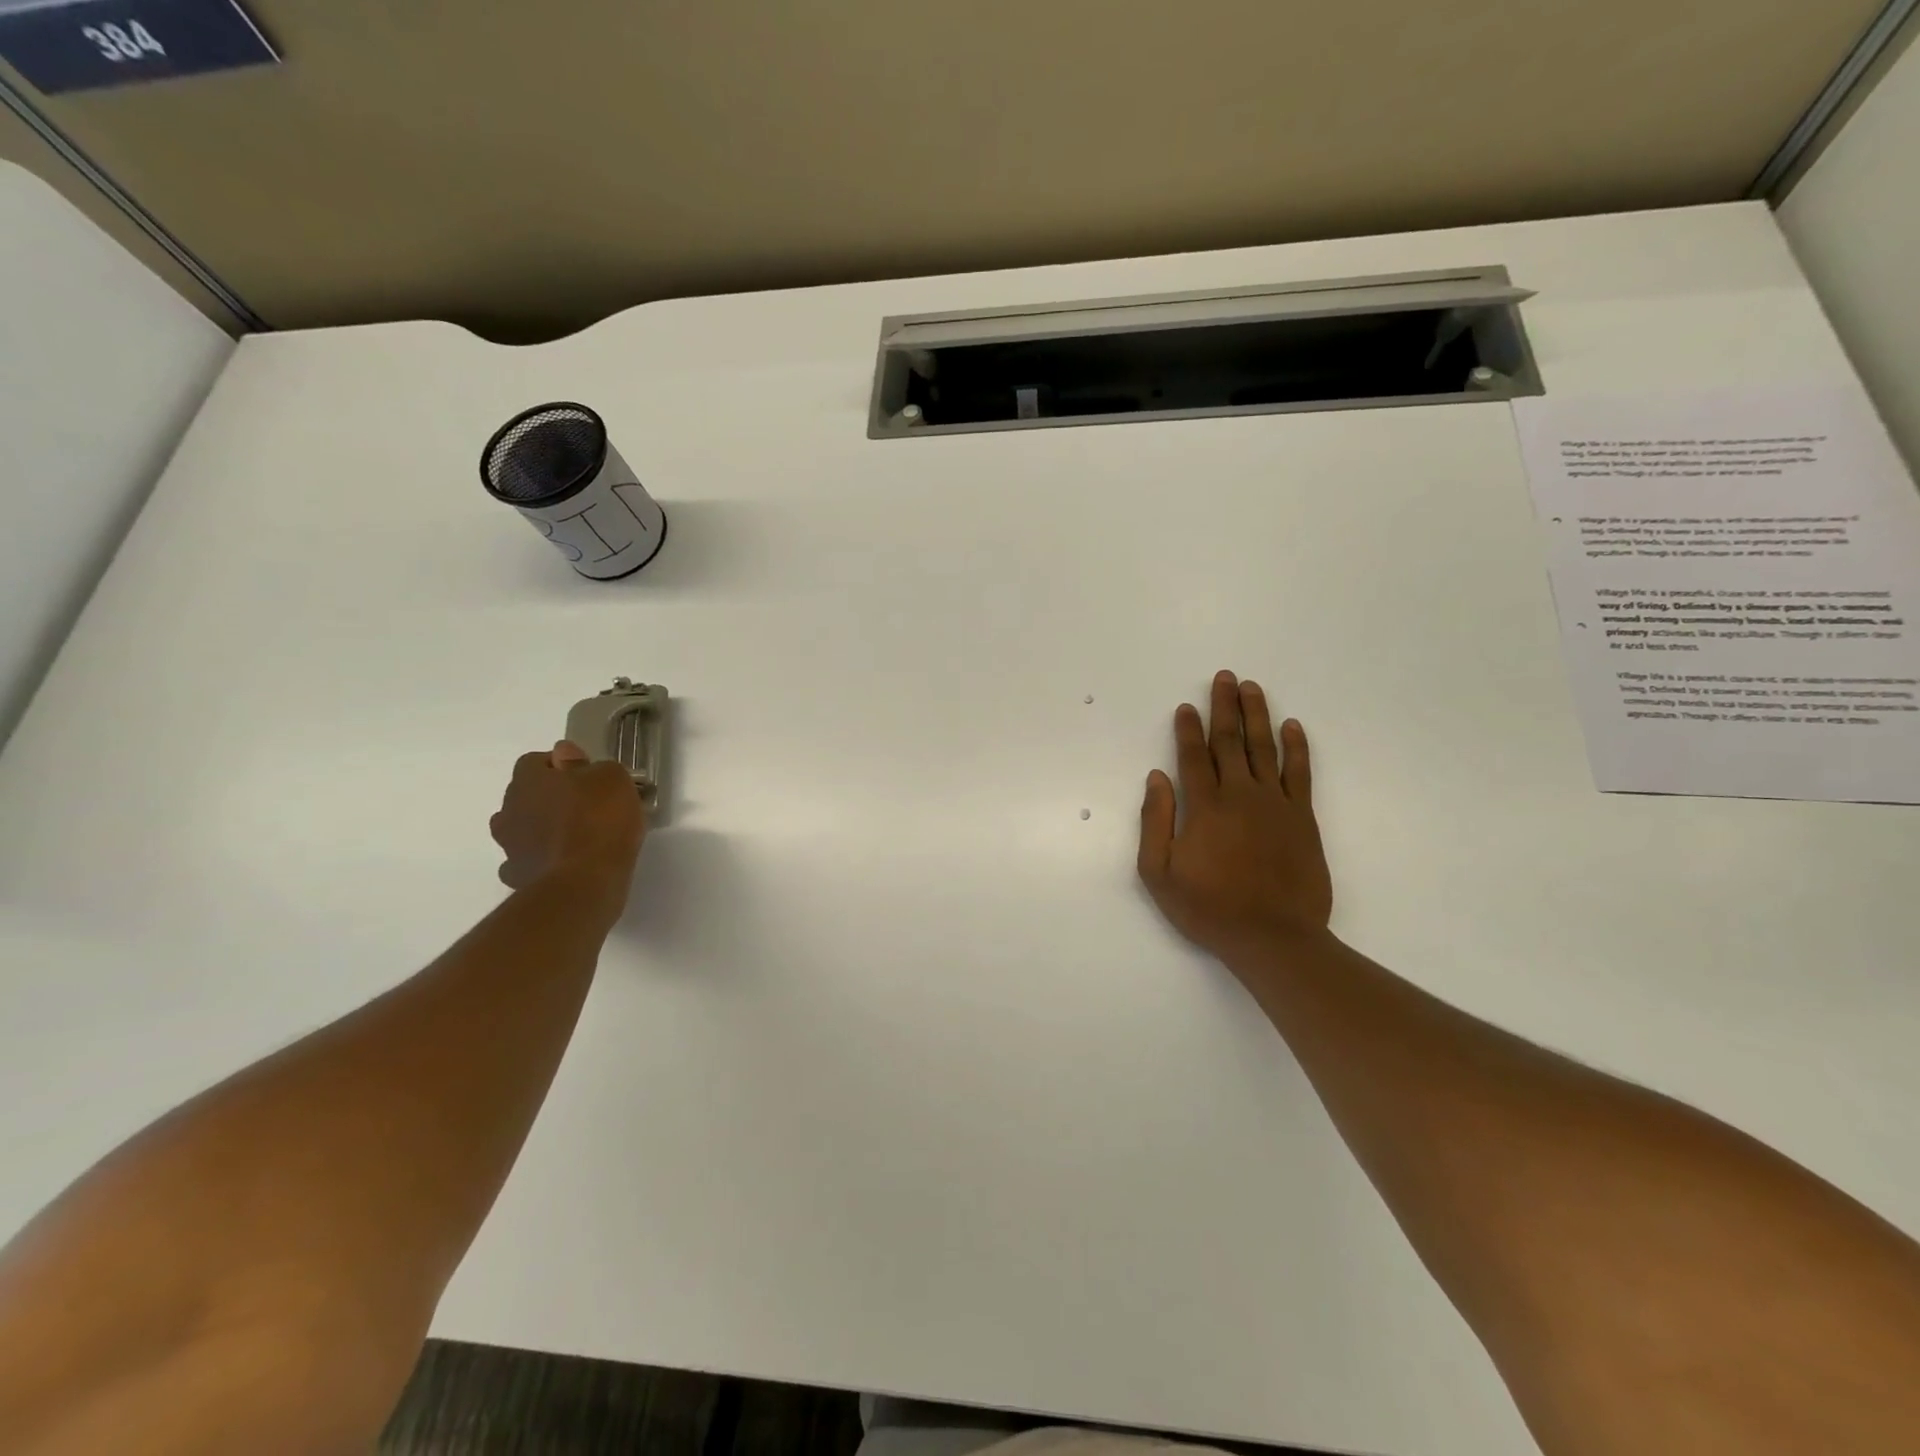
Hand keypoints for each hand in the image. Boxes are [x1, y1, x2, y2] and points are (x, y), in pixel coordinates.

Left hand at [490, 742, 645, 899]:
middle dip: (550, 797)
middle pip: (526, 794)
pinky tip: (567, 863)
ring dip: (543, 828)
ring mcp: (509, 846)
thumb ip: (589, 764)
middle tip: (587, 805)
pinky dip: (543, 859)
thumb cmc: (600, 821)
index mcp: (529, 780)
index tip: (588, 776)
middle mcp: (509, 809)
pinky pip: (529, 860)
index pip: (535, 761)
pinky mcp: (517, 877)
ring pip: (523, 828)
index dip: (561, 765)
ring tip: (577, 837)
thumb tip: (566, 754)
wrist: (584, 883)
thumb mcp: (612, 779)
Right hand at [1138, 671, 1332, 965]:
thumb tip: (1156, 777)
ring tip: (1252, 688)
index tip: (1187, 706)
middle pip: (1231, 741)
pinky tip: (1293, 726)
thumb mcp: (1159, 874)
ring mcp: (1276, 804)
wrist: (1273, 938)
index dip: (1188, 729)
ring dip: (1258, 715)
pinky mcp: (1303, 818)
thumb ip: (1155, 822)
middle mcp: (1241, 795)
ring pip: (1265, 748)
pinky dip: (1297, 747)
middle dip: (1225, 707)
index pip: (1194, 756)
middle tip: (1225, 677)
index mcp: (1205, 807)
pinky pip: (1300, 773)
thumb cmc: (1209, 909)